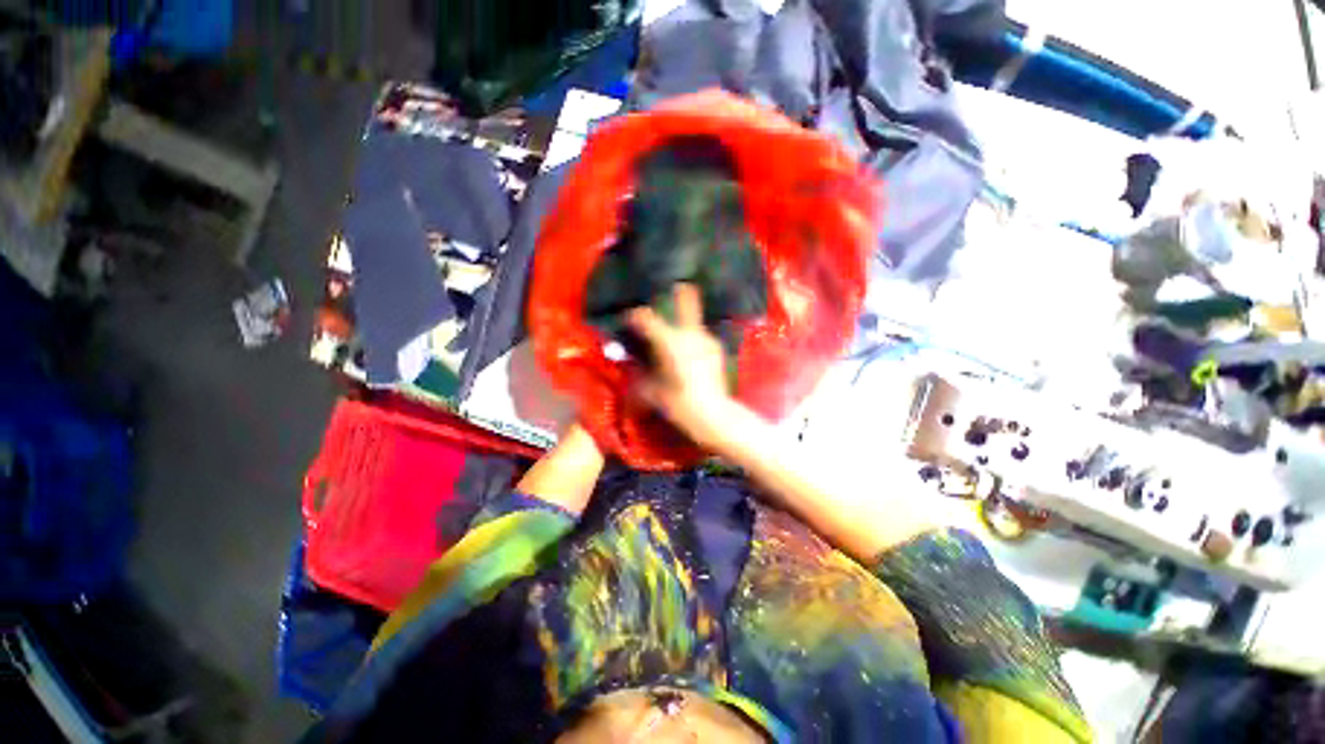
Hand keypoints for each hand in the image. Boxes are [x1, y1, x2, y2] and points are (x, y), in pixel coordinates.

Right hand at [626, 284, 736, 451]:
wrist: (713, 415)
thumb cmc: (679, 404)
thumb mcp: (652, 391)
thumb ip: (640, 373)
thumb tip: (633, 364)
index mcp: (670, 343)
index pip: (648, 318)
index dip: (636, 315)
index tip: (630, 317)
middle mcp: (690, 335)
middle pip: (687, 302)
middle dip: (680, 293)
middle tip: (676, 286)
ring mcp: (707, 340)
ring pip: (694, 321)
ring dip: (684, 322)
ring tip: (677, 330)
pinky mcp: (717, 349)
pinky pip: (701, 337)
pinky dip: (693, 338)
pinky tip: (689, 350)